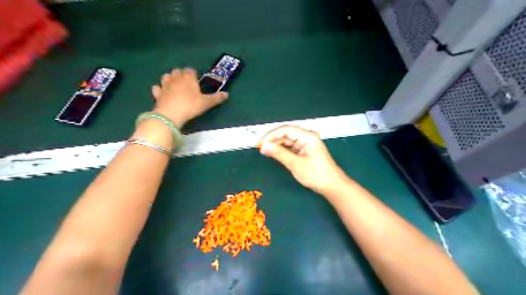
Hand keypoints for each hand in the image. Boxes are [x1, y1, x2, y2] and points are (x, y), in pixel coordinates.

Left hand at [150, 68, 228, 127]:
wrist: (171, 114)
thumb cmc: (191, 106)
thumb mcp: (206, 103)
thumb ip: (216, 98)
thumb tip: (227, 94)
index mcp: (188, 77)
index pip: (191, 70)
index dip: (194, 74)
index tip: (197, 80)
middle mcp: (175, 78)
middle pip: (177, 71)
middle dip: (181, 75)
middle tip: (187, 84)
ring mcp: (165, 85)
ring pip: (166, 76)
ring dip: (170, 79)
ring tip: (175, 86)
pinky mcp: (157, 93)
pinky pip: (157, 88)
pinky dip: (160, 89)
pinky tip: (163, 93)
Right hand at [259, 125, 348, 194]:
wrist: (332, 186)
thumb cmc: (315, 174)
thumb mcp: (295, 164)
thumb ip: (279, 154)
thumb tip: (263, 146)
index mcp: (307, 136)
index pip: (286, 129)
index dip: (272, 135)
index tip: (260, 143)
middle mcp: (306, 137)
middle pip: (286, 134)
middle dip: (273, 140)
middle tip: (261, 149)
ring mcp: (305, 144)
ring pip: (287, 141)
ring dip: (277, 145)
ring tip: (265, 151)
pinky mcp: (304, 151)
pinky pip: (290, 147)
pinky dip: (282, 150)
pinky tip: (274, 154)